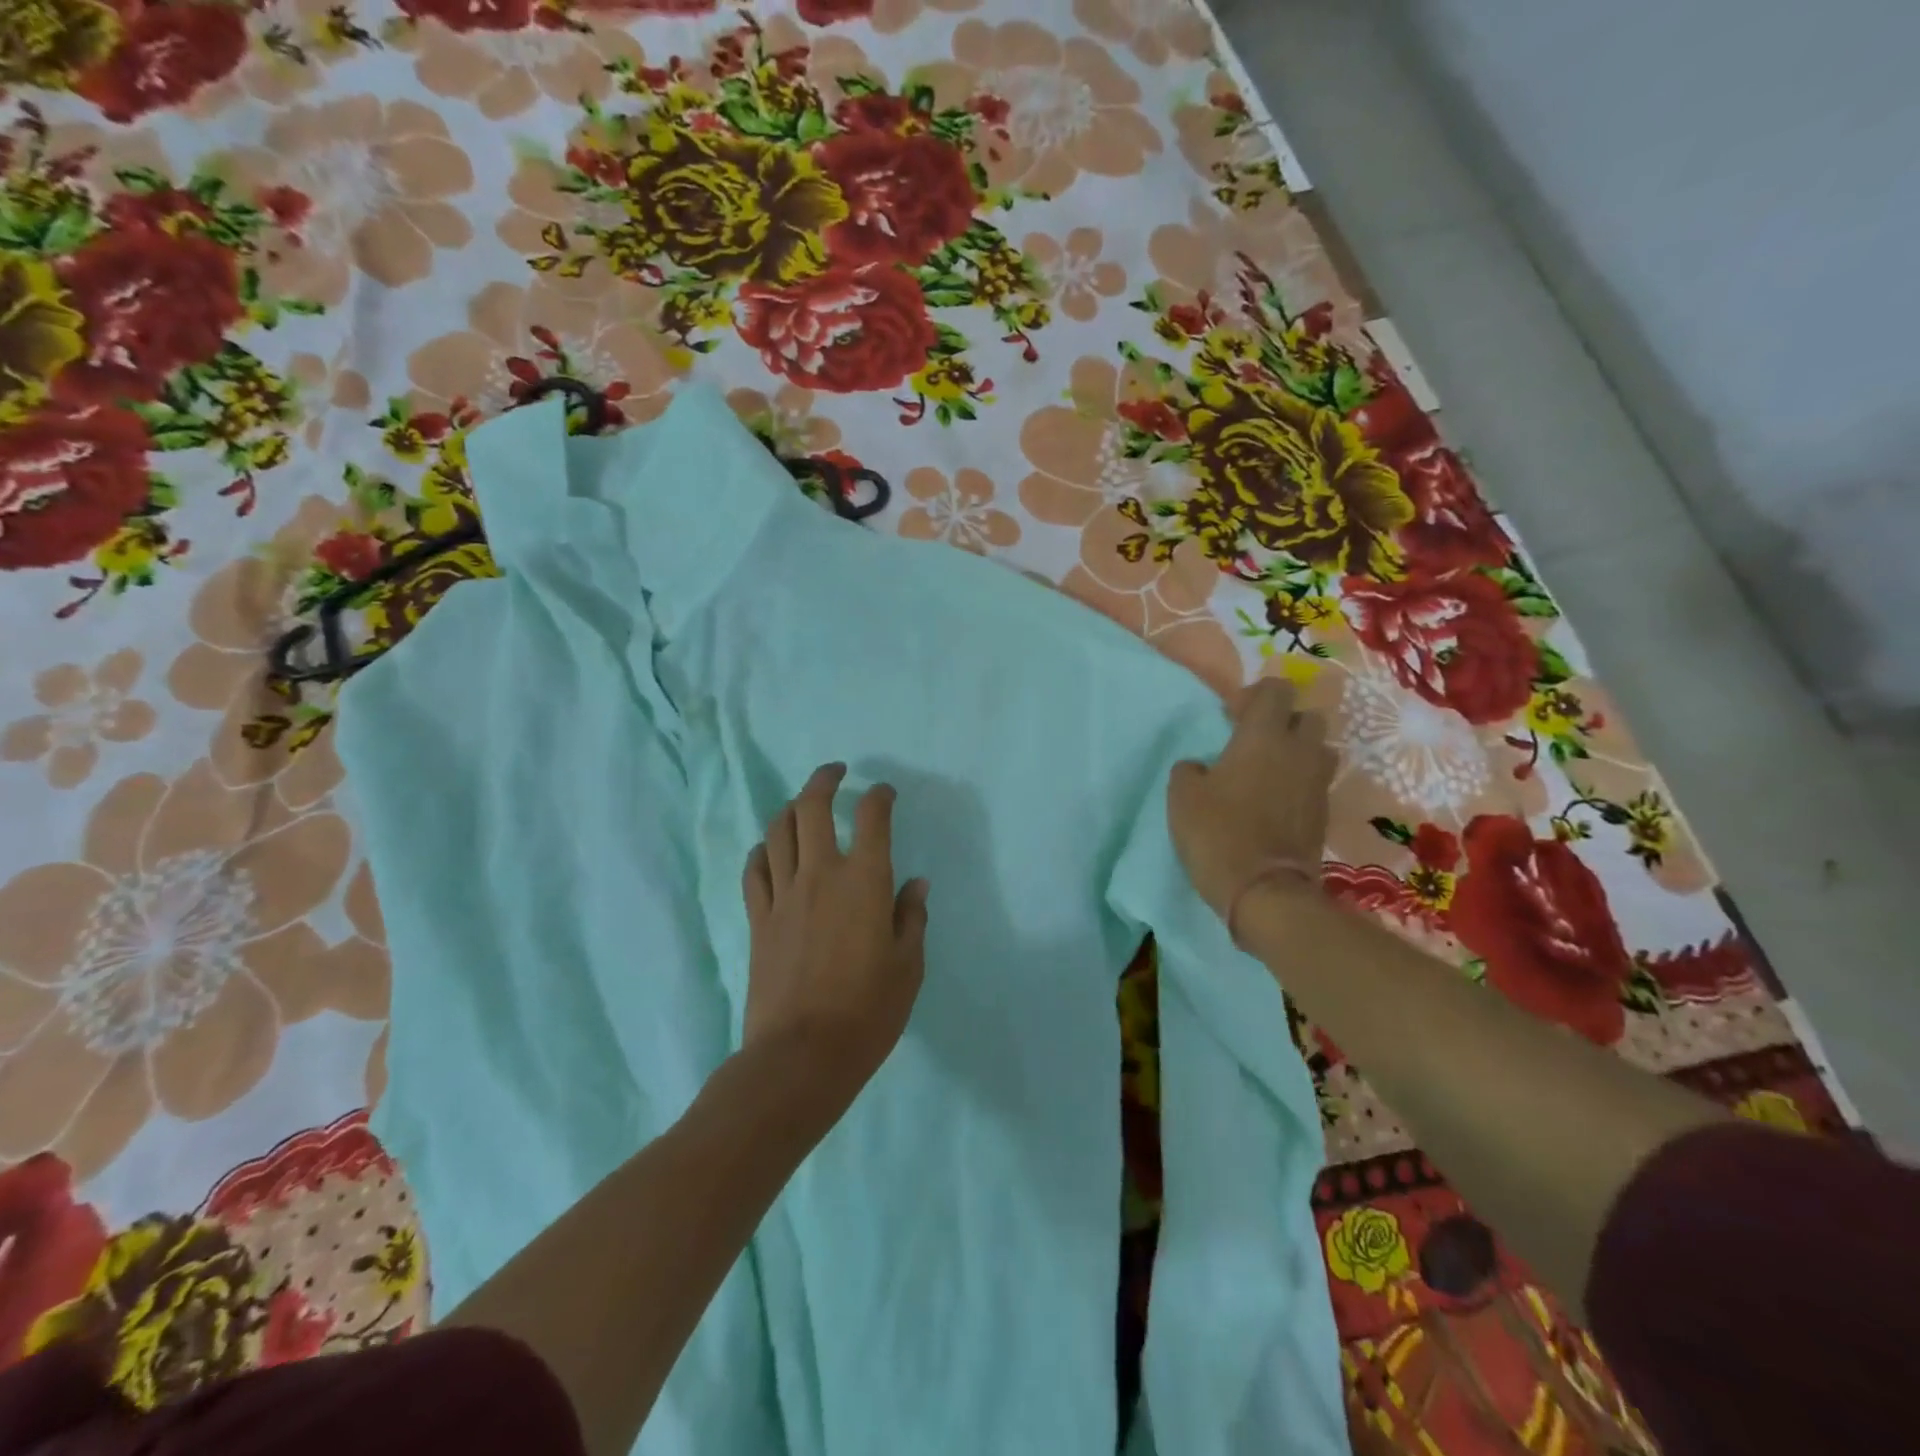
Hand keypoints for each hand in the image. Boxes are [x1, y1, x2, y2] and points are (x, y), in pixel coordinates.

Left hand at [742, 763, 928, 1095]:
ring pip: (778, 831)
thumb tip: (916, 885)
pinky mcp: (758, 919)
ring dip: (791, 808)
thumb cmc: (868, 1012)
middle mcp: (821, 875)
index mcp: (865, 882)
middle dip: (824, 780)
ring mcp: (783, 895)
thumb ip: (911, 918)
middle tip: (836, 772)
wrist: (801, 1055)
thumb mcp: (908, 967)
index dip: (879, 797)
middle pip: (812, 808)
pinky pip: (754, 870)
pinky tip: (769, 851)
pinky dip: (763, 851)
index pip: (872, 818)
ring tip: (803, 804)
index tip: (884, 793)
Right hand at [1167, 678, 1336, 920]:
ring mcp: (1317, 783)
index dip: (1254, 695)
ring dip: (1297, 752)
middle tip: (1254, 741)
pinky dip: (1298, 783)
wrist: (1264, 891)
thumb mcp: (1182, 796)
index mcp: (1264, 736)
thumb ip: (1190, 769)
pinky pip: (1315, 782)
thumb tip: (1201, 767)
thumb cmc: (1217, 833)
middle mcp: (1299, 751)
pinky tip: (1275, 801)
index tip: (1232, 716)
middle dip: (1284, 721)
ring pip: (1318, 749)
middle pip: (1307, 716)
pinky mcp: (1323, 813)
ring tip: (1269, 771)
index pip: (1276, 691)